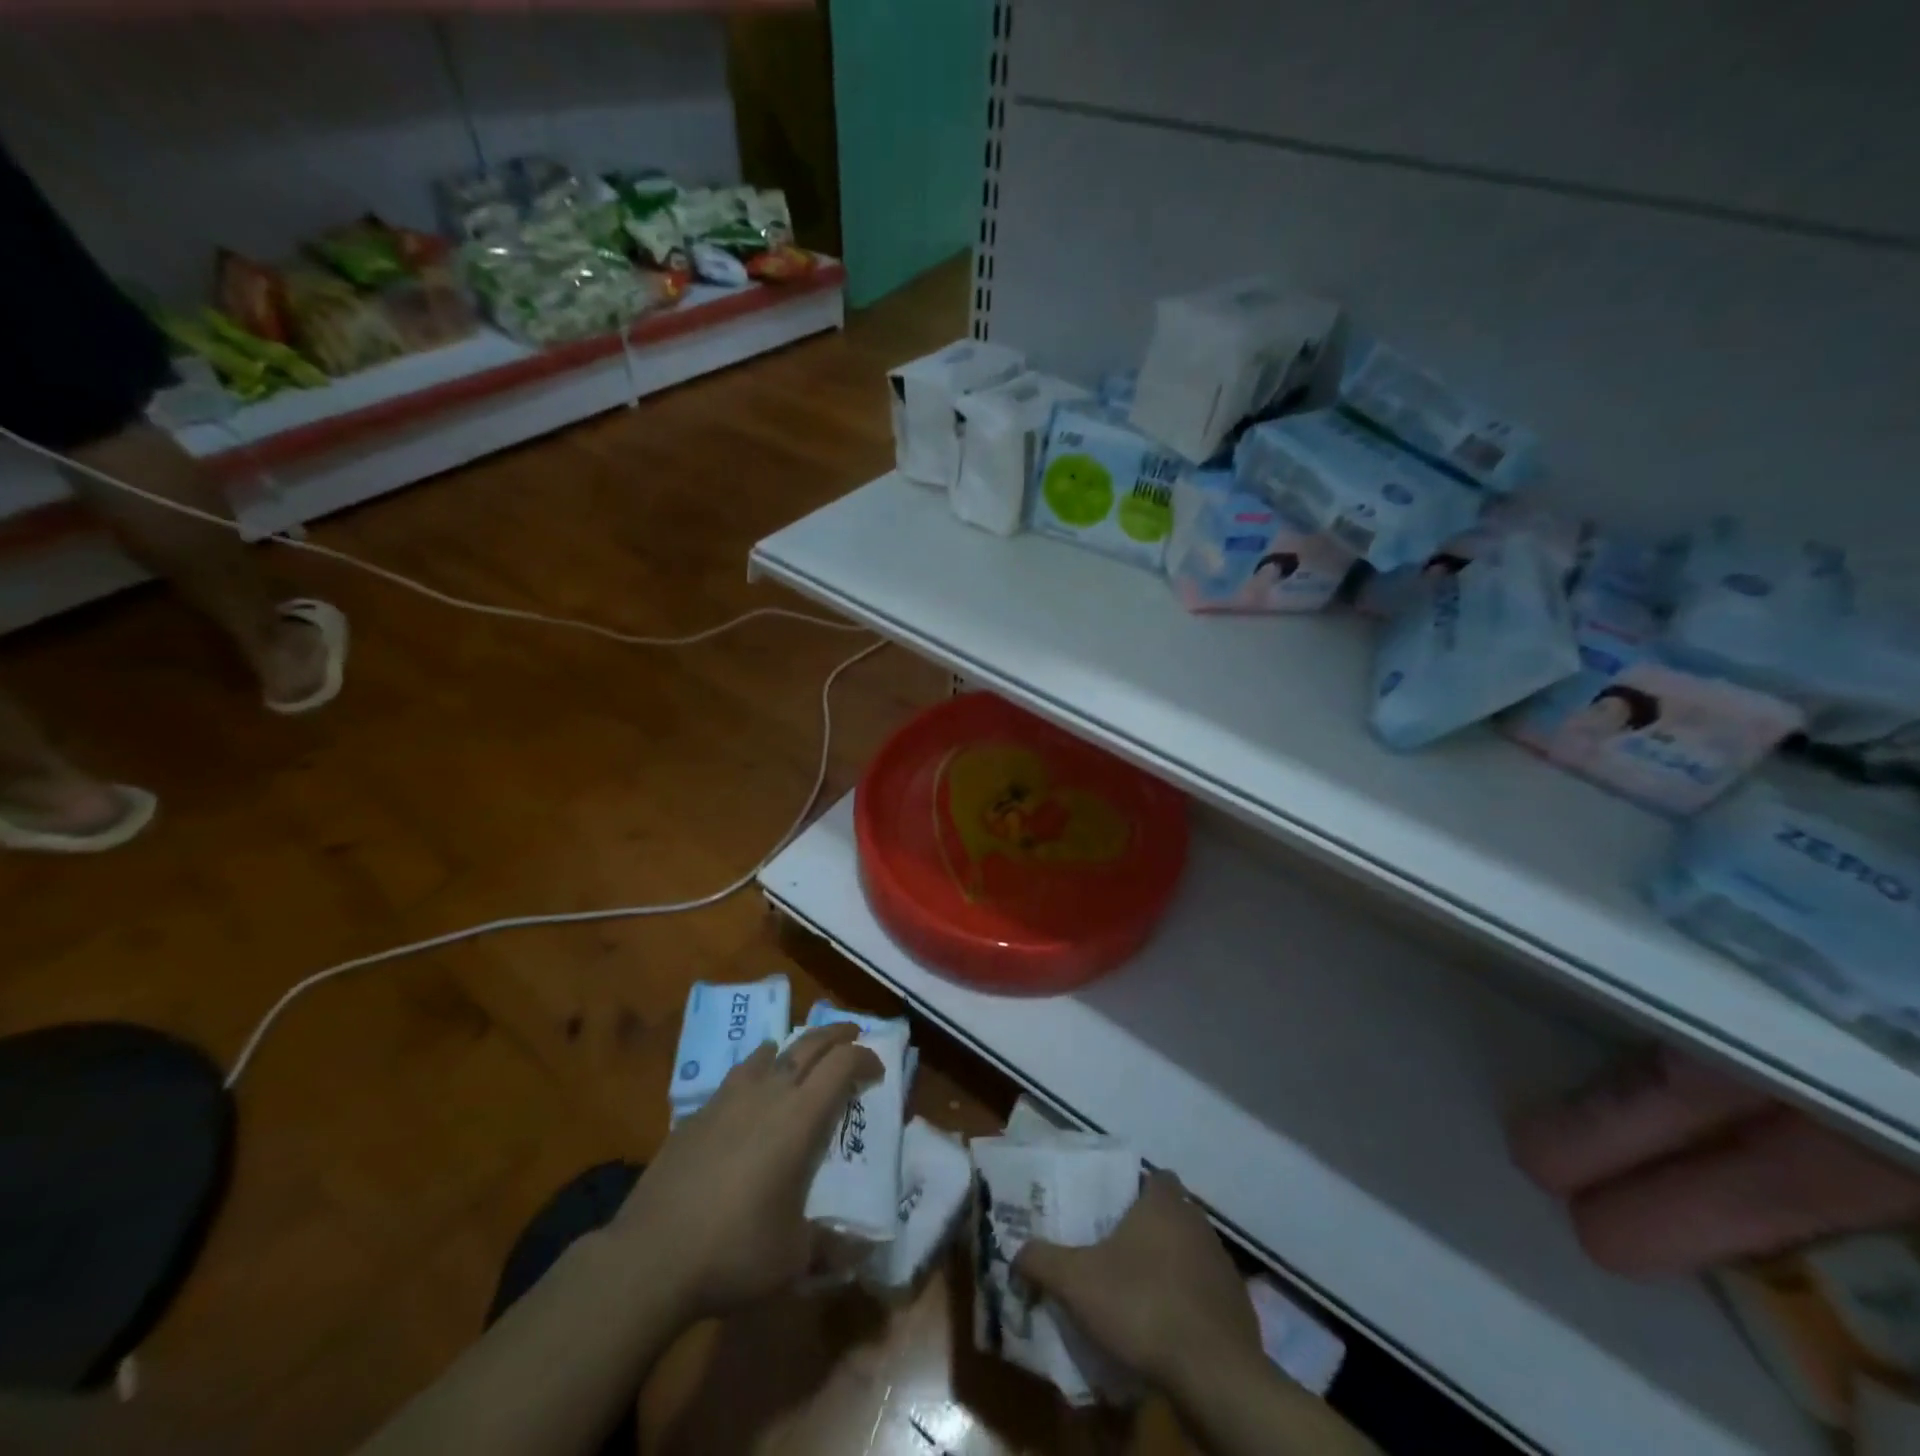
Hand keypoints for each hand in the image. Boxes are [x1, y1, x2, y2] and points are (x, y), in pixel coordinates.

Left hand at [609, 1024, 881, 1319]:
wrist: (650, 1256)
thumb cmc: (735, 1251)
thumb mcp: (794, 1258)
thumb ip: (831, 1247)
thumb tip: (862, 1251)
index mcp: (800, 1117)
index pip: (842, 1065)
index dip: (865, 1058)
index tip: (878, 1068)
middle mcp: (768, 1094)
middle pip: (809, 1044)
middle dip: (836, 1035)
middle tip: (852, 1035)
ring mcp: (728, 1099)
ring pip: (769, 1052)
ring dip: (793, 1047)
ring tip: (800, 1056)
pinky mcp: (697, 1114)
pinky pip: (737, 1076)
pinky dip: (756, 1070)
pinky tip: (751, 1093)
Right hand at [1015, 1171, 1260, 1396]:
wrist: (1214, 1375)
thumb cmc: (1143, 1306)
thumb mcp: (1076, 1282)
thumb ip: (1042, 1260)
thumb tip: (1015, 1251)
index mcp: (1164, 1203)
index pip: (1155, 1176)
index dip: (1135, 1188)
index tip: (1112, 1209)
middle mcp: (1199, 1224)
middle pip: (1171, 1215)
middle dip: (1147, 1231)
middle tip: (1114, 1253)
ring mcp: (1223, 1267)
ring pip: (1189, 1255)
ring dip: (1168, 1269)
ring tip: (1137, 1295)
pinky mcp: (1239, 1310)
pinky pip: (1206, 1297)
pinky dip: (1188, 1307)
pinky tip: (1166, 1331)